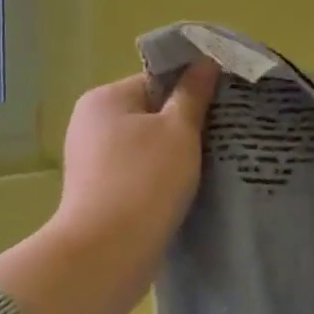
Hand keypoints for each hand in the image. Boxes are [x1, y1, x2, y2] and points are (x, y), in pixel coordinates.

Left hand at [52, 62, 220, 258]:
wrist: (107, 253)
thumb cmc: (145, 181)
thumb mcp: (178, 130)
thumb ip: (193, 94)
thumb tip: (204, 61)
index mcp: (105, 99)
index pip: (156, 80)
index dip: (191, 90)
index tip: (223, 107)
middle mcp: (90, 124)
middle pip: (150, 113)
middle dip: (184, 125)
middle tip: (222, 137)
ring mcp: (91, 161)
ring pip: (146, 147)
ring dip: (175, 155)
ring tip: (210, 166)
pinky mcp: (98, 194)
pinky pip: (138, 174)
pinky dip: (160, 179)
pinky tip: (186, 191)